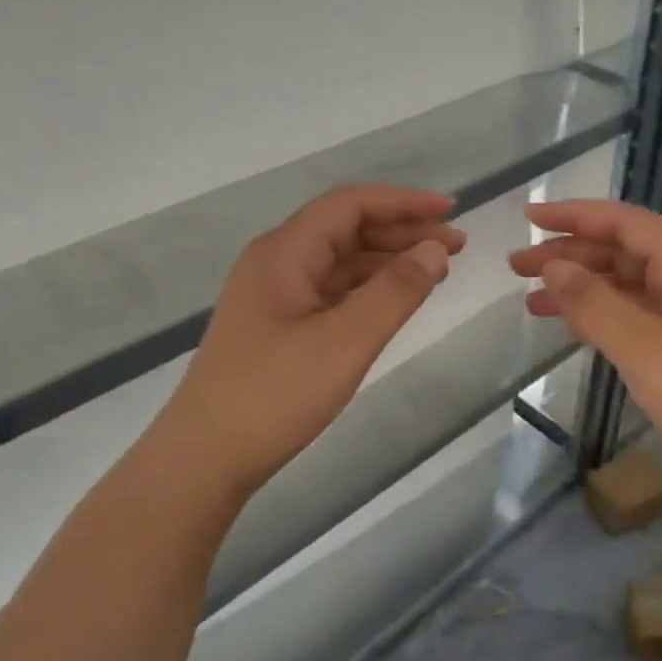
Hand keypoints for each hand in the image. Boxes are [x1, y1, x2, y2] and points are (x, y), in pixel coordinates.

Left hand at [169, 185, 463, 495]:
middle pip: (346, 229)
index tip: (450, 211)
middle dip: (402, 231)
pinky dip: (368, 289)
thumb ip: (395, 292)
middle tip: (456, 246)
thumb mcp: (345, 342)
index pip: (350, 205)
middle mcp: (276, 263)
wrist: (204, 459)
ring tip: (436, 272)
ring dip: (387, 260)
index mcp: (285, 252)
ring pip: (339, 262)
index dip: (403, 202)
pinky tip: (394, 302)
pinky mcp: (277, 326)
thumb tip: (435, 249)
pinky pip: (331, 291)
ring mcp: (274, 295)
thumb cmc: (274, 395)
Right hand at [509, 199, 661, 473]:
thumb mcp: (643, 345)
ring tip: (532, 302)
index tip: (529, 217)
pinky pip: (635, 319)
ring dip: (581, 288)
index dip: (575, 214)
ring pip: (627, 287)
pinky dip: (601, 318)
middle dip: (570, 254)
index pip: (625, 222)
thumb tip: (552, 266)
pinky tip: (572, 328)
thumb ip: (593, 302)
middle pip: (624, 251)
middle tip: (517, 266)